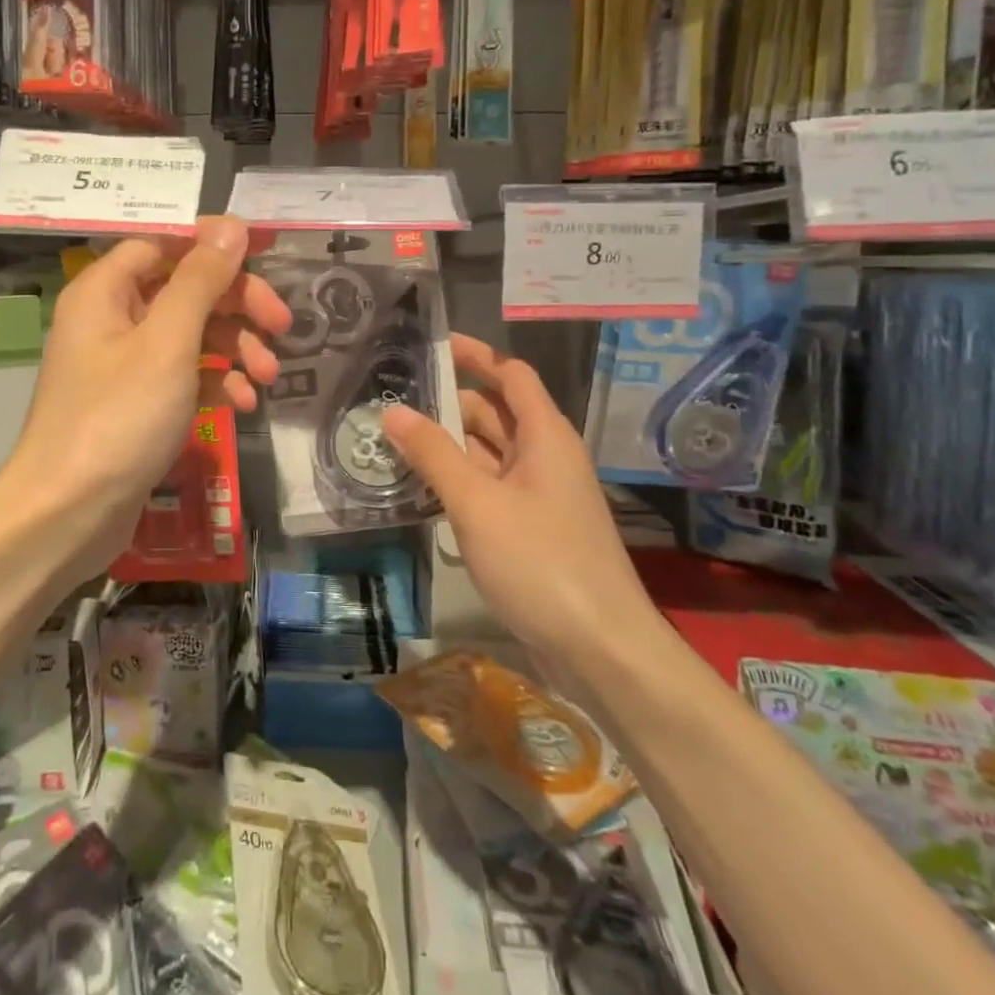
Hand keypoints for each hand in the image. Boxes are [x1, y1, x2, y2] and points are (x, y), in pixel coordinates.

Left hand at [0, 215, 289, 585]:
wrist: (68, 515)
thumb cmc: (118, 418)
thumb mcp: (168, 342)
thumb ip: (201, 280)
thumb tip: (230, 224)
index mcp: (105, 290)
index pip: (163, 243)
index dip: (212, 245)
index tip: (262, 256)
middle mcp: (111, 318)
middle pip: (183, 288)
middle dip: (236, 304)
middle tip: (282, 325)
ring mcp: (124, 364)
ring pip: (189, 333)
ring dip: (233, 346)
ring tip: (267, 376)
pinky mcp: (137, 403)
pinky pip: (183, 375)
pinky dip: (215, 381)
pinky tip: (243, 403)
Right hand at [382, 335, 659, 672]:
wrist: (602, 651)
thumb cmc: (542, 563)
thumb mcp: (478, 503)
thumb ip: (433, 454)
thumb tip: (393, 410)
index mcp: (545, 436)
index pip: (511, 375)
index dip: (476, 354)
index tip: (432, 344)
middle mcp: (545, 457)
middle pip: (495, 413)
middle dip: (448, 403)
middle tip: (391, 397)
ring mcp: (539, 496)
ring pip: (489, 454)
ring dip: (448, 445)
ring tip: (393, 439)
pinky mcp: (531, 530)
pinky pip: (489, 488)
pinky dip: (457, 481)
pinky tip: (419, 487)